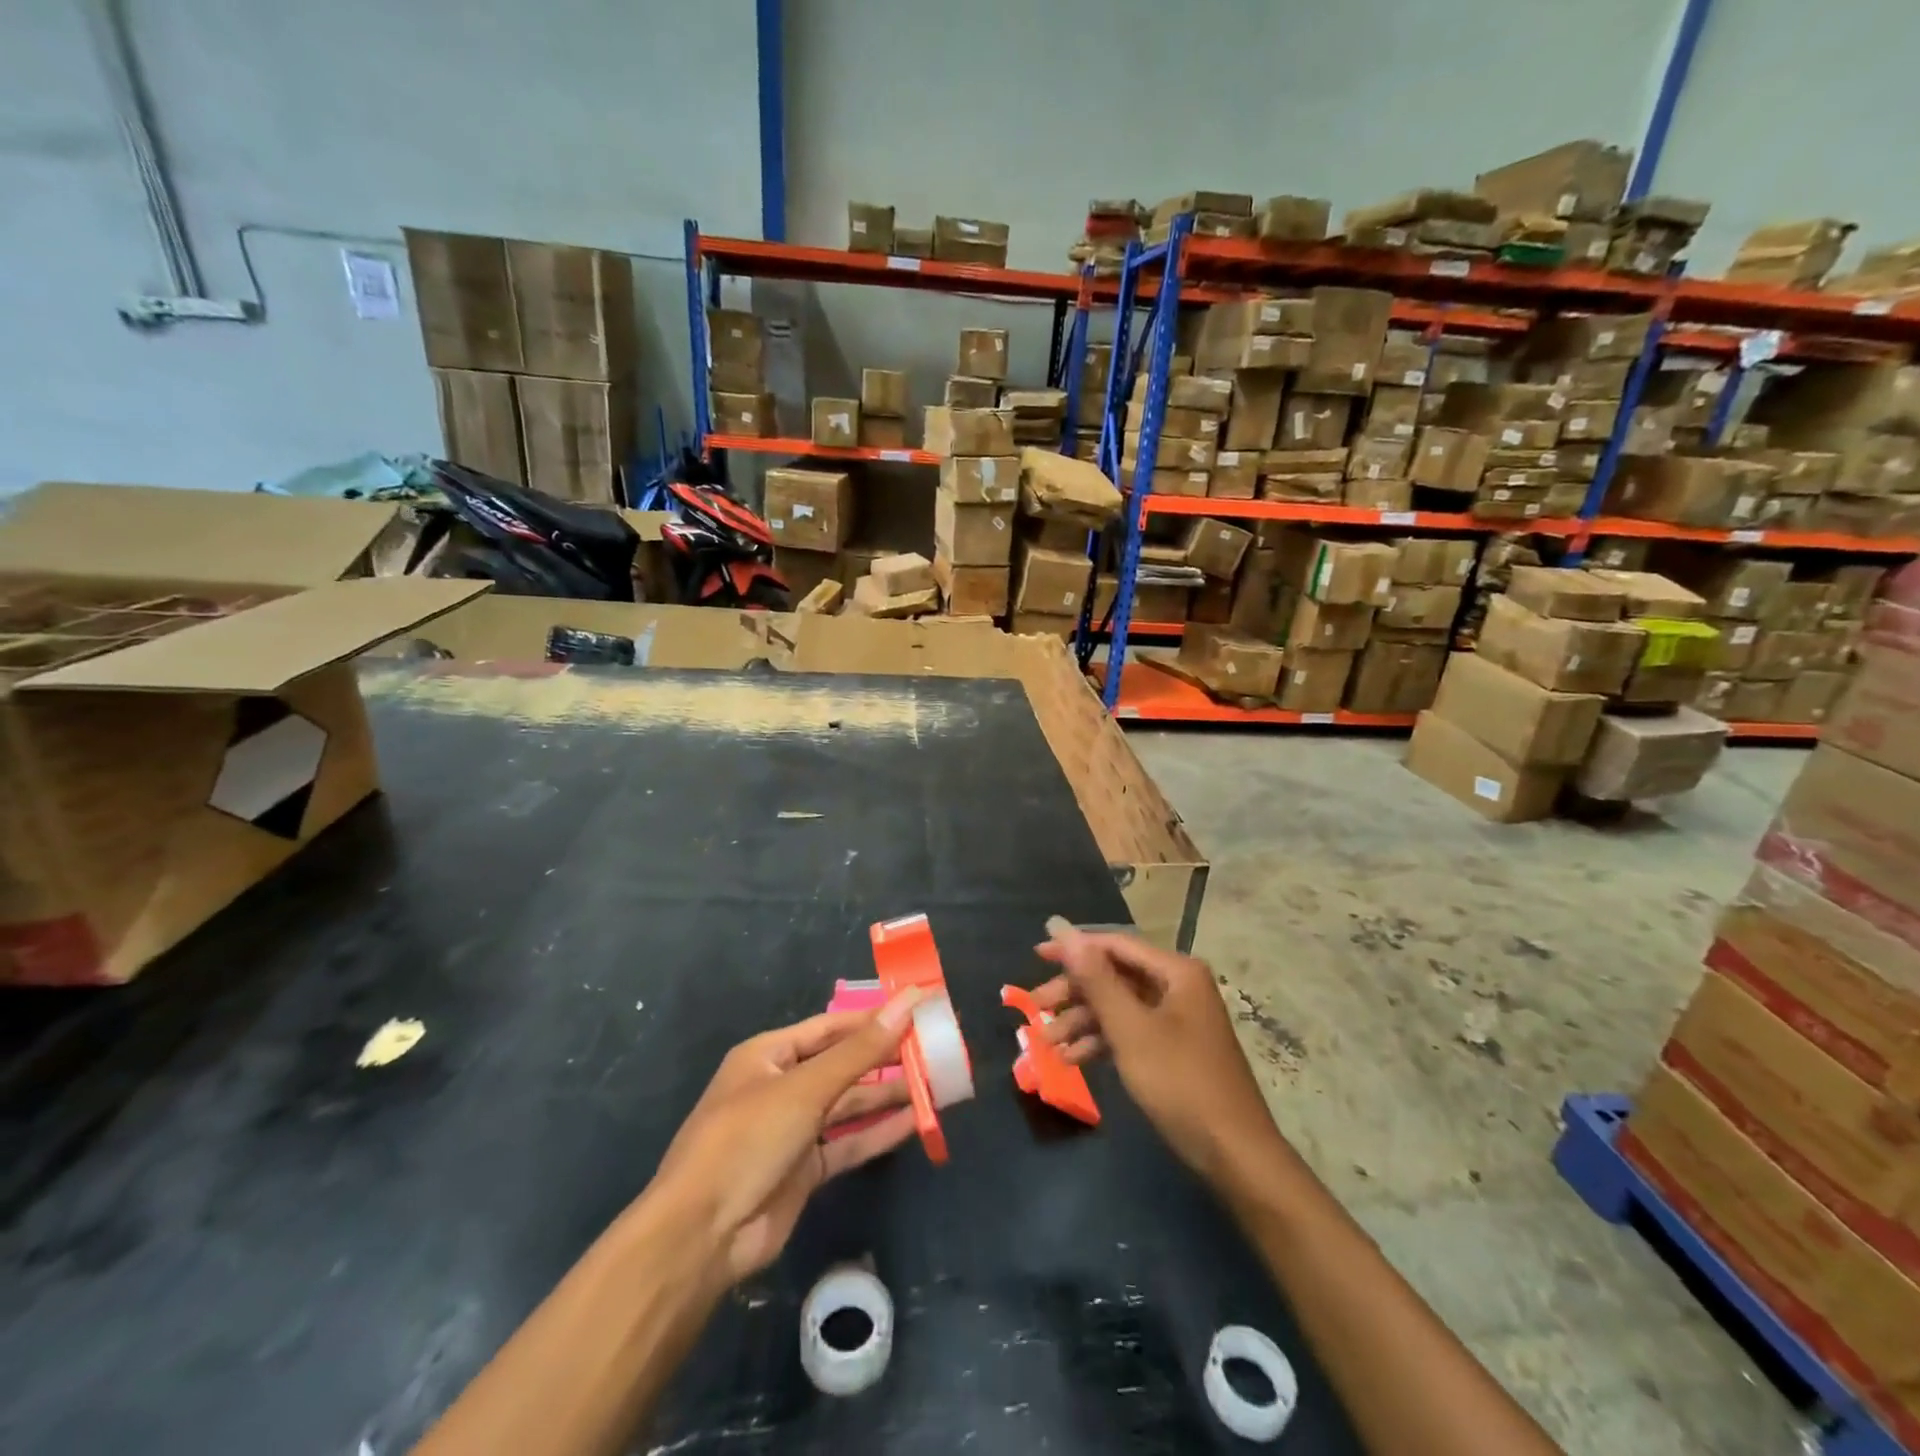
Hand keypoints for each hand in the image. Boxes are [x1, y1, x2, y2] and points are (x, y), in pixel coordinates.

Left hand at [647, 989, 923, 1283]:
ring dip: (887, 1095)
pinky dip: (878, 1133)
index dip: (872, 1018)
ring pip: (848, 1105)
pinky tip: (915, 1122)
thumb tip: (907, 1002)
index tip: (916, 1011)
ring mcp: (792, 1130)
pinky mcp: (804, 1170)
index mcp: (769, 1055)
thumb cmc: (748, 1139)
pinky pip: (848, 1143)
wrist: (701, 1236)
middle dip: (885, 1058)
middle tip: (934, 1050)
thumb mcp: (806, 1088)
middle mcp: (782, 1087)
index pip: (831, 1027)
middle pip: (842, 1065)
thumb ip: (861, 1050)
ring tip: (935, 1083)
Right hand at [1032, 925, 1282, 1188]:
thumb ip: (1096, 980)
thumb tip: (1064, 931)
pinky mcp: (1173, 1048)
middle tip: (1037, 1008)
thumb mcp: (1131, 1030)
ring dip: (1083, 1021)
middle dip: (1075, 992)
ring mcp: (1177, 1018)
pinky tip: (1073, 1059)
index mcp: (1176, 971)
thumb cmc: (1181, 1083)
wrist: (1235, 1154)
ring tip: (1048, 1044)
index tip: (1037, 955)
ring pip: (1119, 1006)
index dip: (1074, 948)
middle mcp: (1178, 986)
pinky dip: (1102, 1041)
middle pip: (1115, 976)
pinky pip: (1130, 1031)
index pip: (1115, 945)